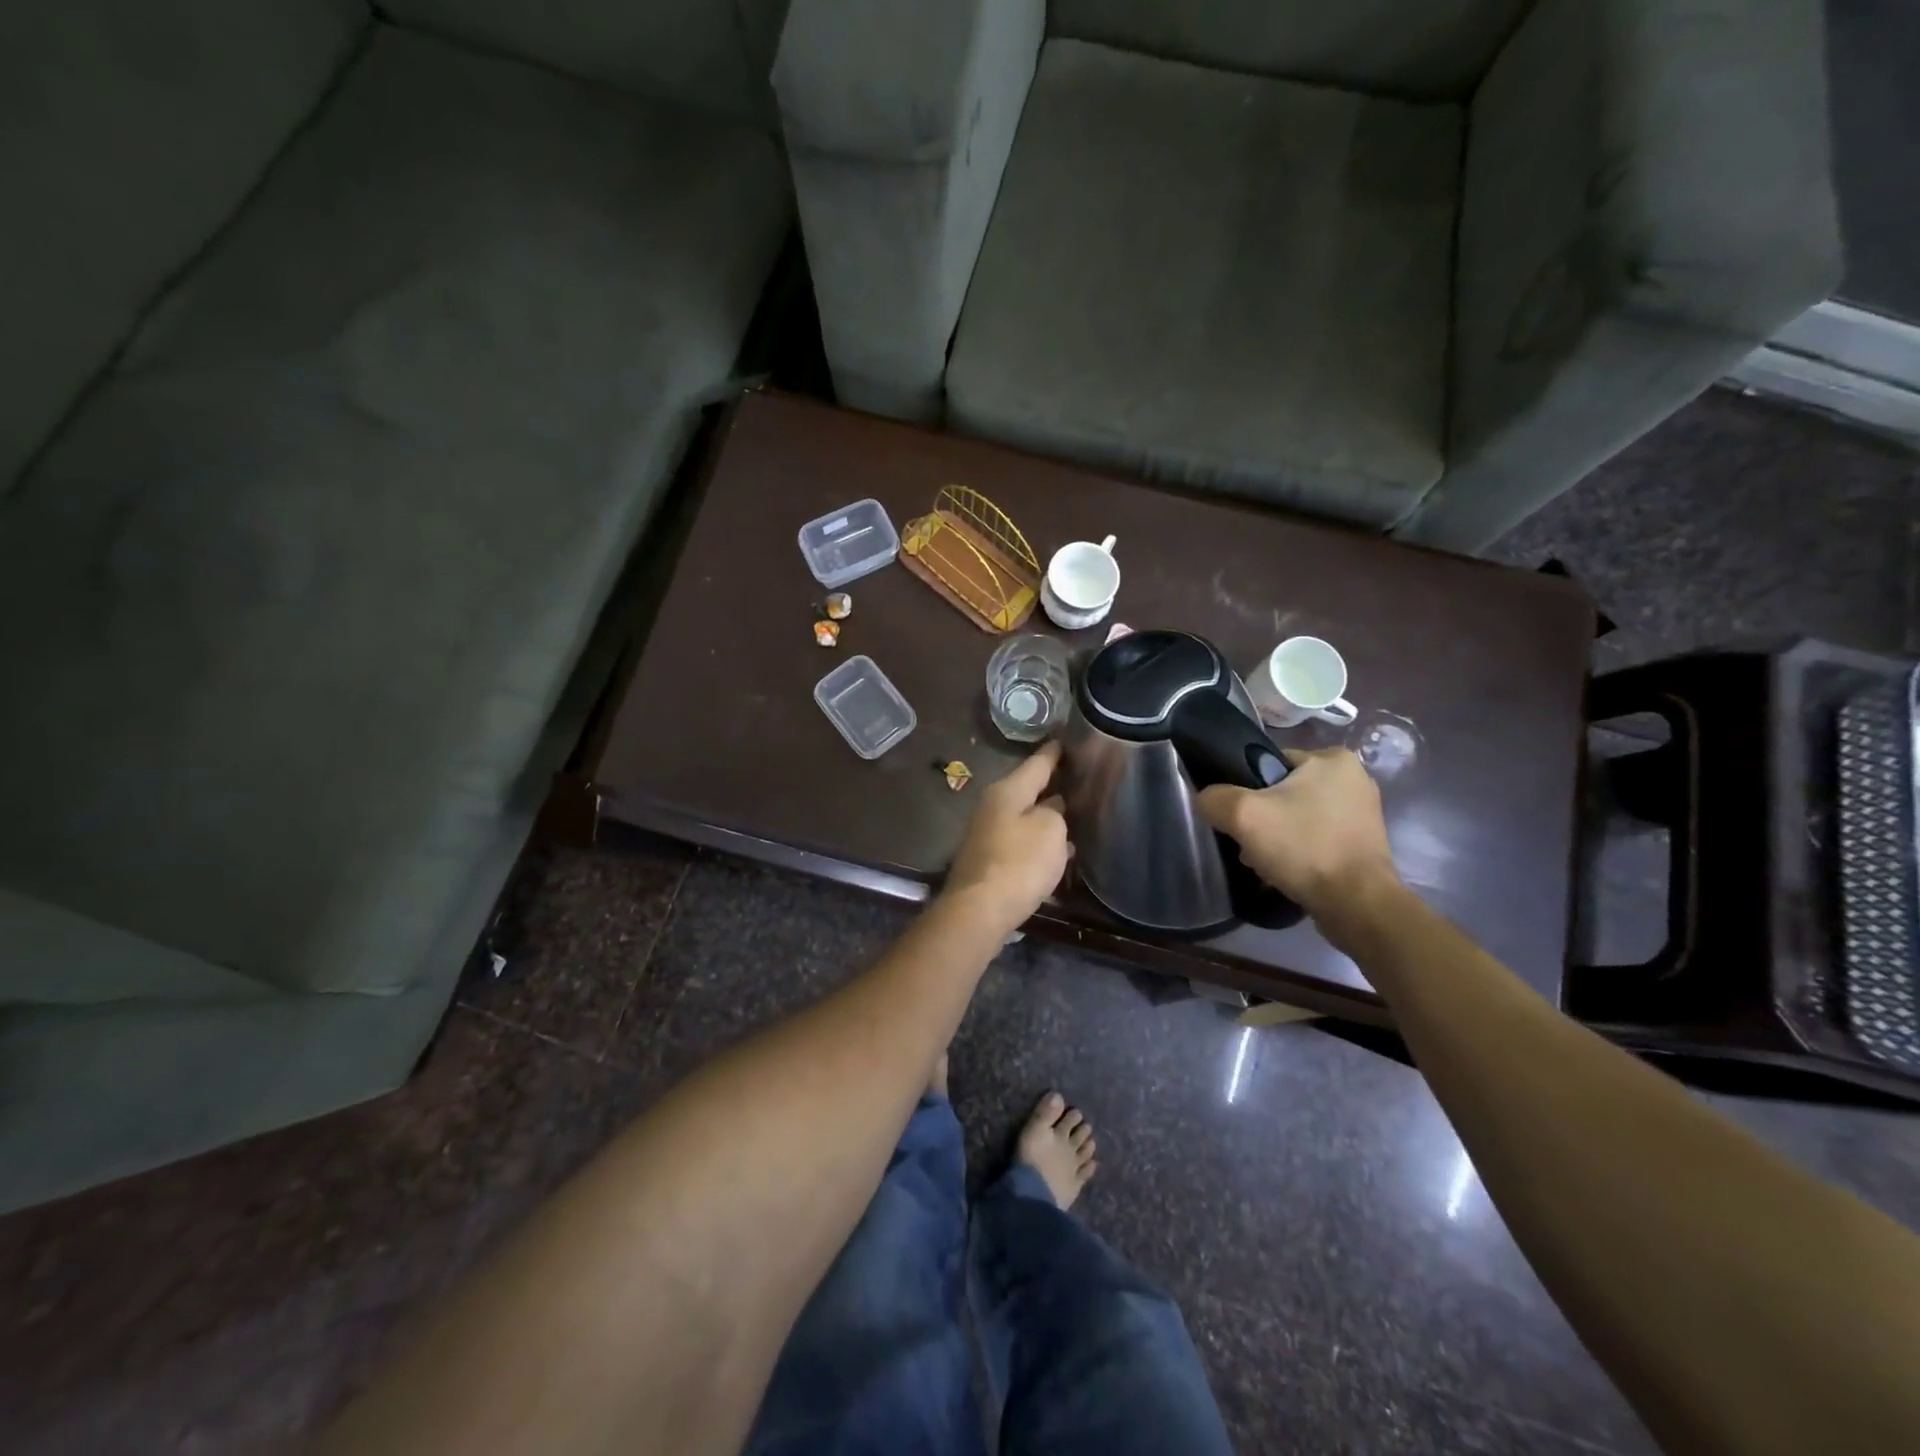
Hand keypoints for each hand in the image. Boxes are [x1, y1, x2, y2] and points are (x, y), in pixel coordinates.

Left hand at [944, 740, 1070, 931]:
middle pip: (1029, 788)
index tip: (1069, 739)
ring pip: (1024, 815)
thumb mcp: (1050, 830)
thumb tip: (1052, 807)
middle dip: (1053, 784)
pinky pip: (1020, 840)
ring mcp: (987, 832)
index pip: (1038, 762)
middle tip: (1081, 779)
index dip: (1056, 752)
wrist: (979, 910)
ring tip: (1076, 813)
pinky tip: (1057, 849)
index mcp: (1008, 790)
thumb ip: (1056, 811)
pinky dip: (1038, 840)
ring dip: (1046, 815)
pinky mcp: (988, 858)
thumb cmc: (1019, 863)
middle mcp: (993, 805)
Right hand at [1197, 748, 1399, 919]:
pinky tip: (1288, 870)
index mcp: (1333, 758)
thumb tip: (1207, 800)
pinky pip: (1317, 837)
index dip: (1246, 790)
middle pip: (1283, 792)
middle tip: (1250, 844)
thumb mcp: (1242, 815)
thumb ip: (1214, 798)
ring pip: (1298, 816)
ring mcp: (1363, 812)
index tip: (1240, 819)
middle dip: (1263, 818)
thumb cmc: (1304, 848)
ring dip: (1278, 837)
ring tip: (1266, 862)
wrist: (1357, 905)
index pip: (1269, 763)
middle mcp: (1354, 778)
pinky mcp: (1365, 842)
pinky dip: (1300, 851)